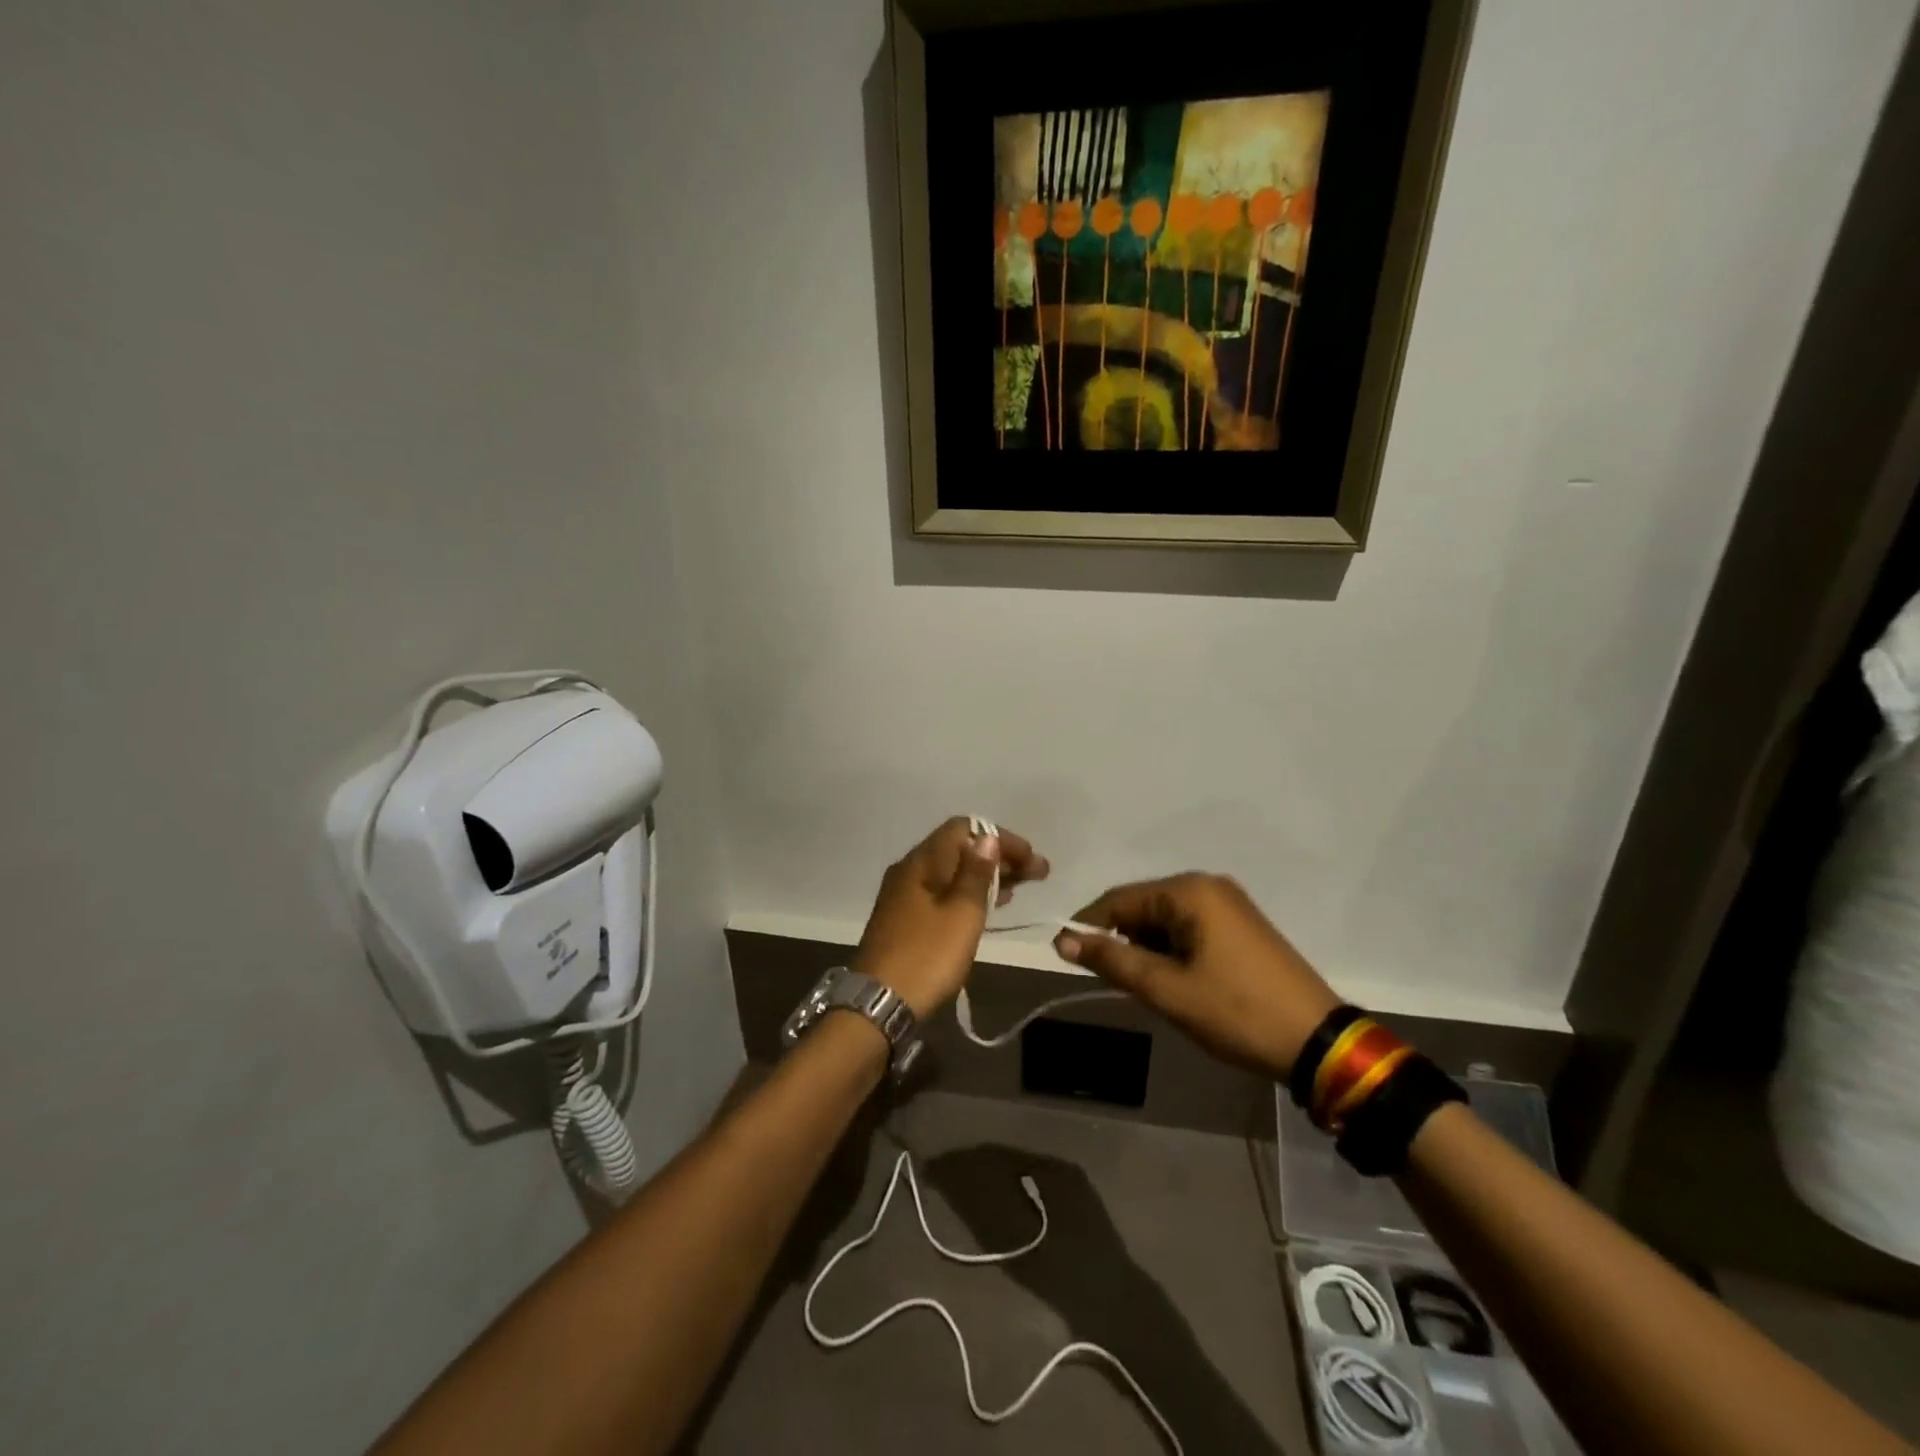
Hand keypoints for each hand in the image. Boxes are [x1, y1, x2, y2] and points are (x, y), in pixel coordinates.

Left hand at [853, 818, 1048, 1019]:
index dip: (1000, 838)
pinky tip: (989, 907)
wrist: (878, 1004)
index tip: (1031, 858)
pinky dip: (968, 894)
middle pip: (958, 848)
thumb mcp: (962, 913)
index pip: (964, 828)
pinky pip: (942, 892)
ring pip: (951, 872)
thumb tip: (987, 838)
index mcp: (922, 861)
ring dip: (985, 876)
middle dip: (998, 857)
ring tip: (1019, 889)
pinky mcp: (904, 919)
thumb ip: (976, 873)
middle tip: (1036, 874)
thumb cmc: (927, 955)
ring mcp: (904, 895)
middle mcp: (910, 869)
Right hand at [1055, 874, 1339, 1079]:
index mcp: (1190, 891)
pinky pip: (1190, 928)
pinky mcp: (1242, 925)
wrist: (1318, 1042)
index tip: (1065, 955)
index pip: (1119, 899)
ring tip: (1146, 988)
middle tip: (1112, 982)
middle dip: (1121, 941)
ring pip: (1165, 919)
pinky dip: (1172, 950)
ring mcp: (1230, 904)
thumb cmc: (1236, 1012)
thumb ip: (1113, 961)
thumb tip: (1063, 941)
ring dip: (1147, 949)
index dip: (1087, 926)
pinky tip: (1174, 980)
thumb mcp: (1167, 990)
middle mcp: (1208, 886)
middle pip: (1143, 906)